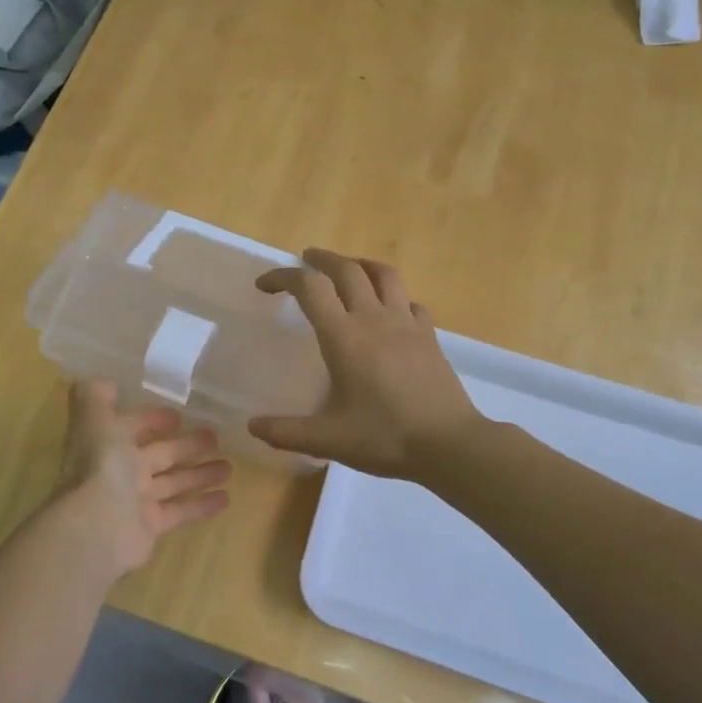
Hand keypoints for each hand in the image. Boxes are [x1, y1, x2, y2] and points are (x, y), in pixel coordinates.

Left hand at [50, 380, 232, 578]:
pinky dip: (202, 505)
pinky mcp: (151, 526)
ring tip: (229, 467)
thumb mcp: (94, 421)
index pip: (132, 428)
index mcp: (107, 444)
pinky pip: (180, 511)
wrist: (97, 526)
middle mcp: (120, 472)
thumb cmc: (101, 467)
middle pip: (159, 455)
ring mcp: (136, 501)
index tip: (179, 414)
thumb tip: (103, 383)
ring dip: (200, 474)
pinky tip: (226, 498)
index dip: (152, 420)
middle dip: (185, 445)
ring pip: (173, 482)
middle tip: (215, 437)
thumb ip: (95, 398)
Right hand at [247, 250, 481, 477]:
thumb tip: (253, 426)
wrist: (449, 444)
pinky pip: (410, 302)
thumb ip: (286, 432)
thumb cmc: (384, 437)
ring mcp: (406, 324)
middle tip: (306, 260)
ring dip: (361, 264)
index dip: (283, 277)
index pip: (310, 288)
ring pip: (384, 275)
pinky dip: (394, 297)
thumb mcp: (327, 440)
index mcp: (343, 336)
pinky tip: (390, 310)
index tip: (265, 285)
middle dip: (322, 259)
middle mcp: (374, 318)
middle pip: (346, 269)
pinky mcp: (429, 336)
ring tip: (349, 269)